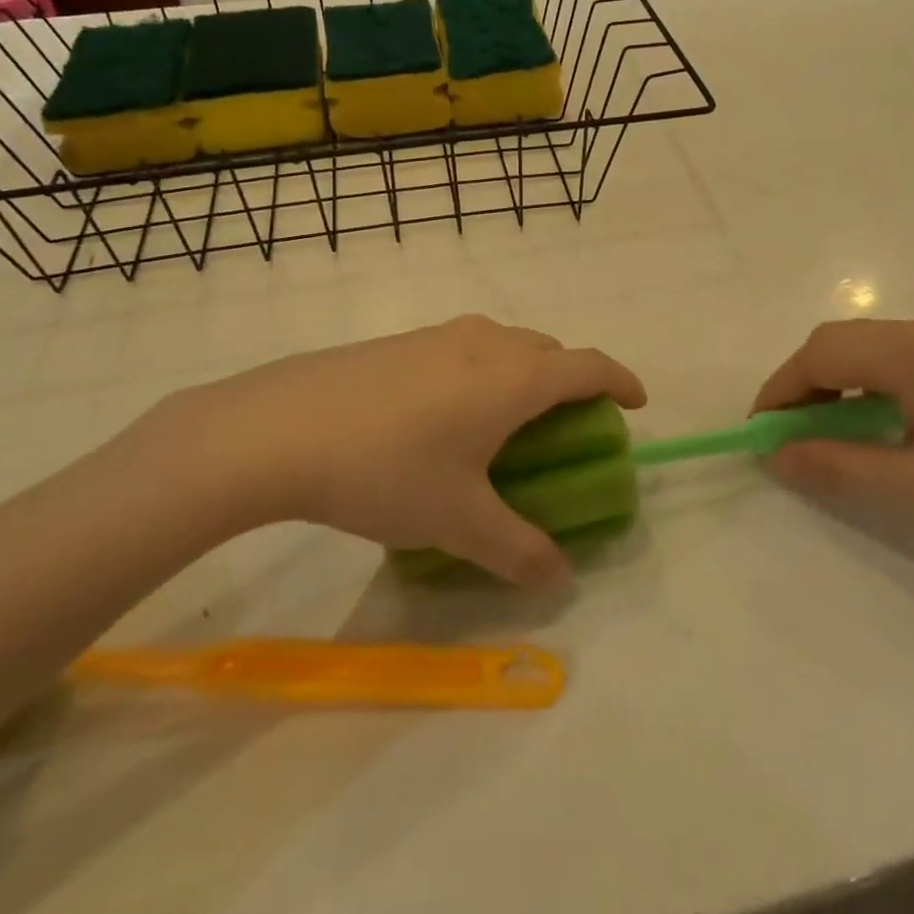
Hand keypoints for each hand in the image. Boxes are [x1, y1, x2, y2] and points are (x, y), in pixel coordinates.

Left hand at [145, 316, 645, 585]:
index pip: (587, 366)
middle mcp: (484, 343)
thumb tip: (559, 577)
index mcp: (513, 378)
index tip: (635, 402)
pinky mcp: (398, 342)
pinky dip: (479, 371)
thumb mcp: (458, 522)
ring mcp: (437, 337)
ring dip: (522, 372)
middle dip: (569, 380)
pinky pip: (462, 348)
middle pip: (547, 350)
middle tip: (564, 424)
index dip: (620, 380)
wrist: (277, 429)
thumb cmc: (386, 470)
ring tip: (504, 420)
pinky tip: (442, 415)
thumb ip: (518, 550)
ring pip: (502, 344)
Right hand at [754, 317, 913, 564]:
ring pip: (866, 345)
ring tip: (828, 433)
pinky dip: (867, 382)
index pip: (819, 355)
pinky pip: (897, 355)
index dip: (780, 390)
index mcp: (911, 353)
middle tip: (791, 435)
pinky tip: (877, 422)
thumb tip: (776, 456)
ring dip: (834, 381)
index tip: (761, 433)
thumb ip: (836, 468)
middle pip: (839, 341)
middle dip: (802, 383)